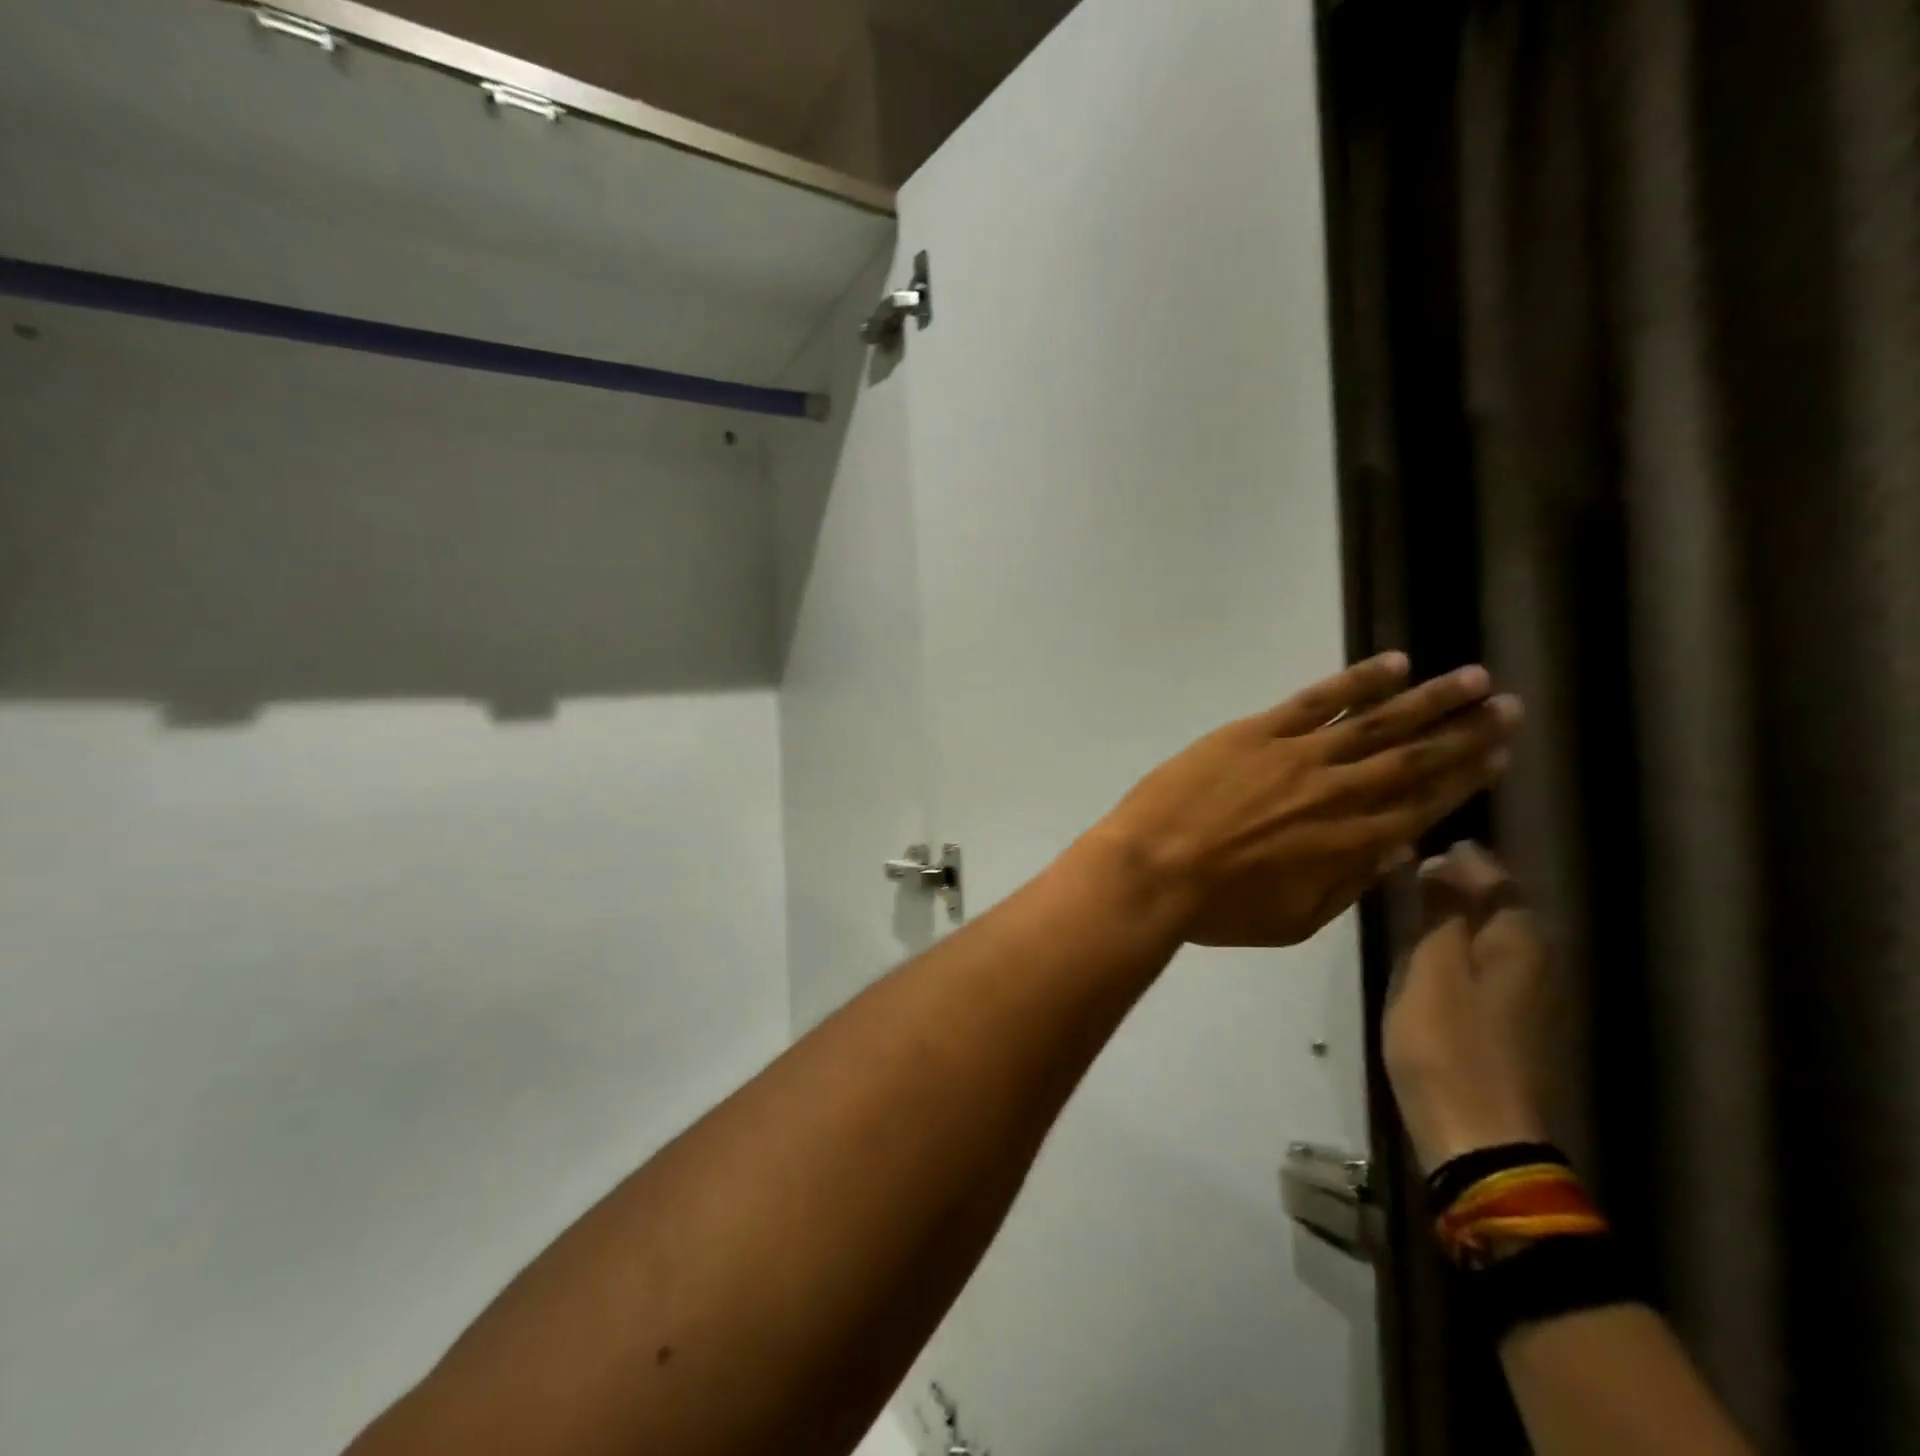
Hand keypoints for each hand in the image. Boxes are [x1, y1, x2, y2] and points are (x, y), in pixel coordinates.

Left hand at [1086, 655, 1522, 947]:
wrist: (1153, 869)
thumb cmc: (1218, 908)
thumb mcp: (1294, 920)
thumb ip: (1348, 884)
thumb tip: (1396, 850)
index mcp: (1351, 843)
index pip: (1422, 804)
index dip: (1464, 779)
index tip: (1499, 756)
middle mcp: (1339, 792)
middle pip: (1413, 757)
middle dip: (1465, 733)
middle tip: (1508, 709)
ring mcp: (1298, 755)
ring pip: (1376, 721)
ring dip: (1428, 700)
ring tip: (1472, 679)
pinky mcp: (1256, 732)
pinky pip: (1316, 700)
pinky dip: (1357, 682)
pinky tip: (1392, 665)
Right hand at [1383, 843, 1551, 1171]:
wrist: (1478, 1135)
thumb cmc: (1447, 1044)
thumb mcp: (1432, 967)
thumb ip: (1437, 910)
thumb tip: (1436, 860)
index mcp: (1518, 941)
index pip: (1495, 877)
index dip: (1459, 857)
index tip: (1416, 844)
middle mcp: (1532, 960)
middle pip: (1498, 904)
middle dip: (1458, 881)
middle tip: (1407, 868)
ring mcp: (1524, 994)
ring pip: (1490, 933)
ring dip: (1454, 912)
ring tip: (1409, 901)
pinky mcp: (1507, 1020)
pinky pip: (1482, 960)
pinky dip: (1456, 943)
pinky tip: (1426, 950)